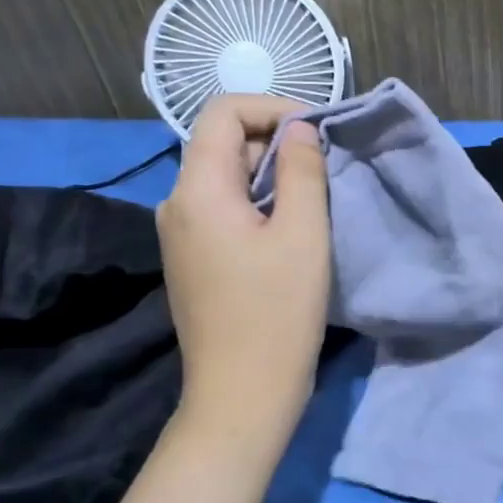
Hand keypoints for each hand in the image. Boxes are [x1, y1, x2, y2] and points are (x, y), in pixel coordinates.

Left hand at [157, 95, 330, 435]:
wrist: (241, 395)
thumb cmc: (277, 313)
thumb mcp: (303, 234)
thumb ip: (302, 170)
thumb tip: (300, 130)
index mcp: (197, 190)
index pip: (223, 112)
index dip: (272, 108)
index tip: (317, 132)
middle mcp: (177, 204)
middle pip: (222, 144)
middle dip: (275, 143)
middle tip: (325, 167)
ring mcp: (180, 235)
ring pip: (225, 179)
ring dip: (271, 175)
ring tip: (315, 197)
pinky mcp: (192, 260)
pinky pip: (223, 210)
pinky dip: (258, 204)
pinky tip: (291, 229)